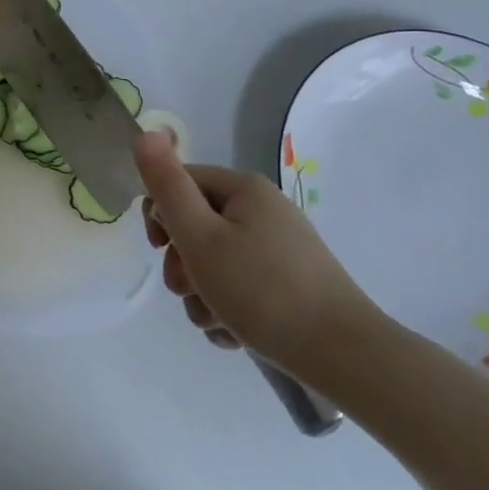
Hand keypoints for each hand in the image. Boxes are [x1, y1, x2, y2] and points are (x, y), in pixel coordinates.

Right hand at [132, 131, 385, 381]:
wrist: (344, 356)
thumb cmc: (261, 289)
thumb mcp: (200, 235)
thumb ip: (167, 185)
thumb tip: (145, 133)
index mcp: (243, 190)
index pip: (180, 183)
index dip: (161, 215)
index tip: (160, 248)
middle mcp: (263, 211)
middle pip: (196, 227)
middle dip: (182, 263)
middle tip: (189, 289)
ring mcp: (279, 250)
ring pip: (215, 263)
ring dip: (202, 294)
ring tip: (215, 320)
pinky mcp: (289, 285)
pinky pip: (240, 288)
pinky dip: (228, 309)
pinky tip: (234, 333)